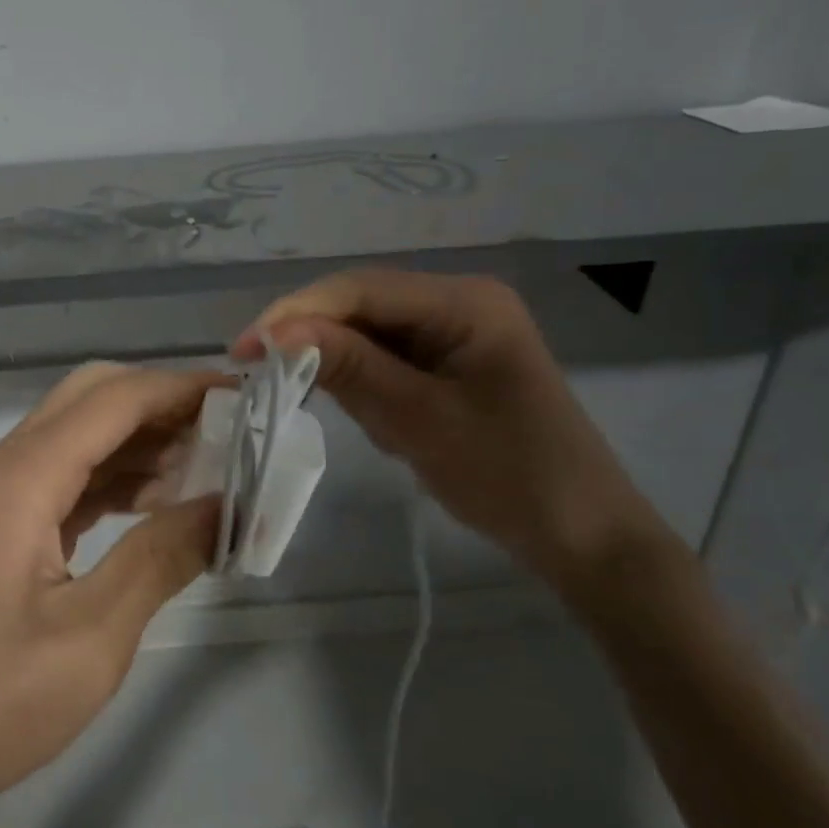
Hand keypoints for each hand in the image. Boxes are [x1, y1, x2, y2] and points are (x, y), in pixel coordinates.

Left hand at [0, 363, 226, 827]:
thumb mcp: (91, 641)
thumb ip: (160, 560)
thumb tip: (223, 504)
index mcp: (24, 478)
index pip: (115, 399)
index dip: (182, 387)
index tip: (246, 397)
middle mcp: (8, 468)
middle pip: (92, 398)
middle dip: (161, 403)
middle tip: (228, 433)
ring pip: (79, 436)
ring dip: (141, 441)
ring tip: (209, 470)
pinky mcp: (0, 527)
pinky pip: (66, 478)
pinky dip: (115, 478)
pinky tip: (157, 507)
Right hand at [234, 268, 668, 606]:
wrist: (585, 537)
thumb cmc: (509, 475)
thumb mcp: (419, 421)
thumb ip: (349, 368)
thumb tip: (275, 332)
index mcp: (465, 302)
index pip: (361, 289)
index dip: (296, 313)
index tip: (243, 350)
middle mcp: (459, 303)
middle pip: (362, 306)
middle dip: (314, 340)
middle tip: (264, 378)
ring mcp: (456, 333)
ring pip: (369, 334)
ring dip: (341, 368)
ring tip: (343, 413)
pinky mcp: (450, 364)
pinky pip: (388, 360)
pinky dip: (366, 386)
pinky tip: (379, 421)